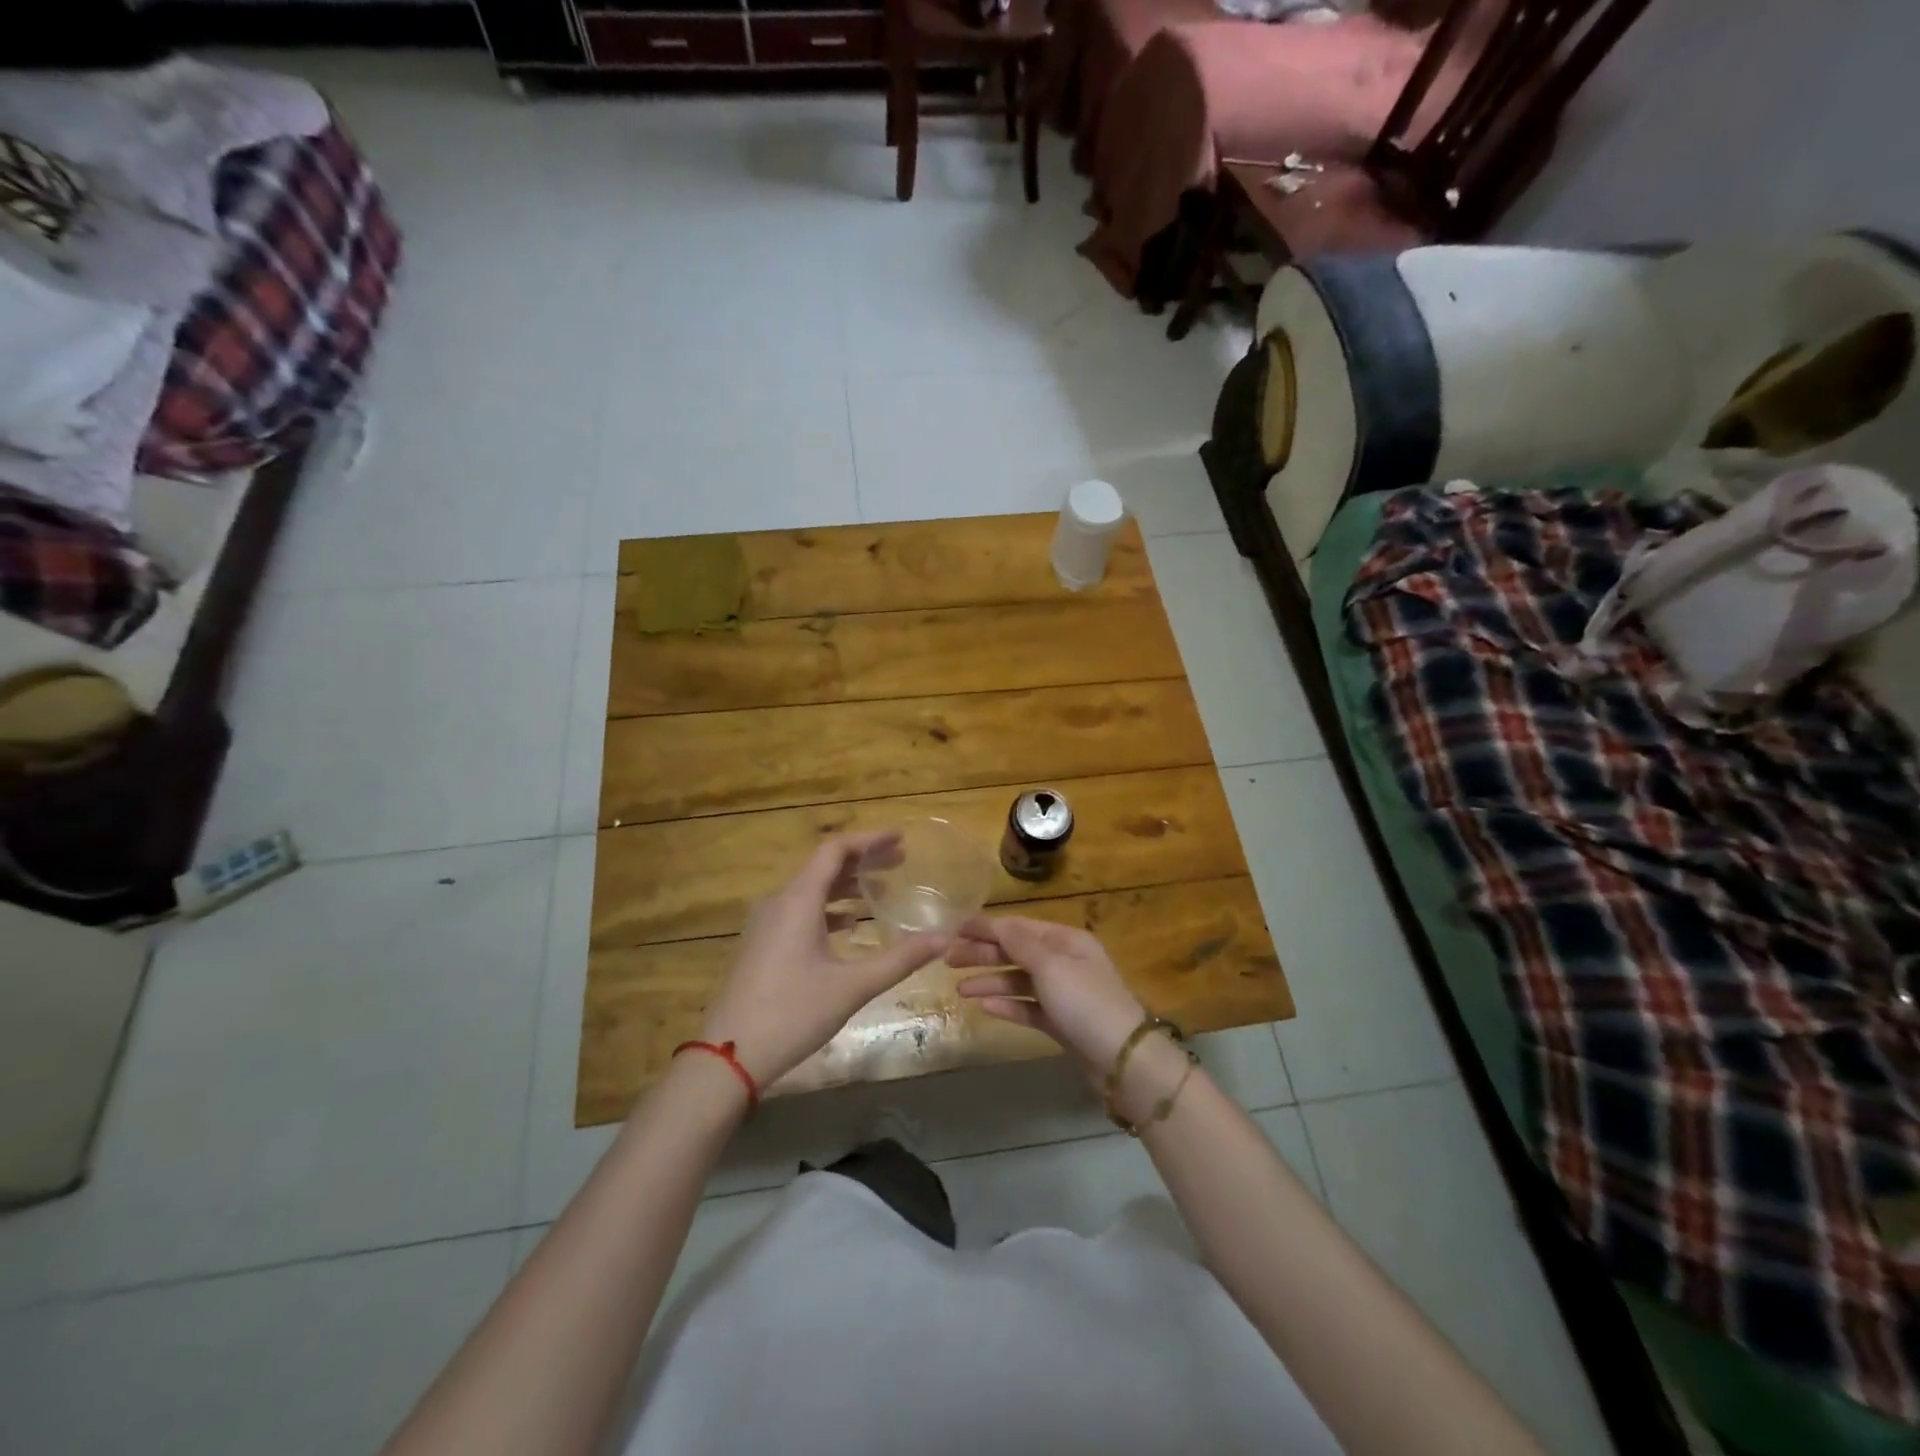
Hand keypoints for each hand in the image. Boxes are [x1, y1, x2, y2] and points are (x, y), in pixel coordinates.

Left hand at [700, 833, 950, 1088]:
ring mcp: (766, 923)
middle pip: (823, 866)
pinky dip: (828, 908)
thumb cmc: (792, 1014)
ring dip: (846, 886)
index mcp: (798, 901)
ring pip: (811, 890)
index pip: (835, 850)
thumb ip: (900, 959)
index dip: (869, 840)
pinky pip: (800, 910)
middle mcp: (779, 902)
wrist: (729, 1056)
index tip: (900, 839)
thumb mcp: (852, 987)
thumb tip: (945, 938)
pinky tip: (849, 927)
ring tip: (881, 892)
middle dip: (863, 861)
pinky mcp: (762, 944)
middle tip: (900, 862)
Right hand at [949, 917, 1146, 1071]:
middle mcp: (1065, 961)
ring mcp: (1064, 993)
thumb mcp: (1051, 966)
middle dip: (983, 954)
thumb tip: (996, 922)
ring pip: (1019, 981)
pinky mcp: (1061, 1022)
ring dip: (990, 981)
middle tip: (948, 960)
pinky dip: (1007, 1005)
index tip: (954, 930)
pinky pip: (1028, 1007)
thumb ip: (1019, 943)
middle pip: (1017, 952)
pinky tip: (984, 1007)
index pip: (1019, 927)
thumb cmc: (1086, 1002)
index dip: (986, 927)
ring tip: (960, 990)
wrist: (1123, 1060)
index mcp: (1066, 940)